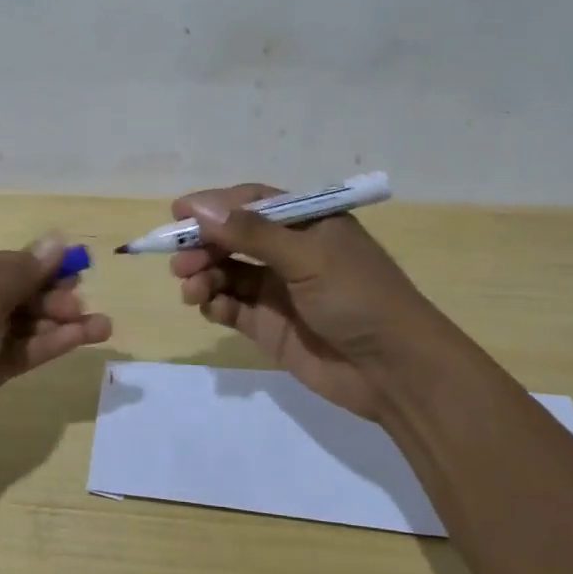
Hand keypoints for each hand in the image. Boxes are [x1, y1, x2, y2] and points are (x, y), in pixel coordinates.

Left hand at [0, 235, 111, 467]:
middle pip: (14, 293)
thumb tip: (57, 240)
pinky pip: (20, 351)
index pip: (2, 264)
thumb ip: (22, 275)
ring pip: (22, 325)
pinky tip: (80, 339)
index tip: (79, 266)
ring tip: (102, 326)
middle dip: (51, 297)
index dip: (40, 265)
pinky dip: (48, 345)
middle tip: (81, 302)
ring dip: (58, 324)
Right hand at [169, 184, 423, 421]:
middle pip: (233, 238)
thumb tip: (200, 208)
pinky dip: (214, 304)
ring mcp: (278, 290)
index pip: (251, 202)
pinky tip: (209, 307)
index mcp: (307, 224)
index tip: (178, 213)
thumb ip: (251, 234)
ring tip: (190, 288)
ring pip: (227, 273)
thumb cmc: (358, 297)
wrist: (395, 370)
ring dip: (203, 275)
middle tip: (178, 260)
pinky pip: (232, 307)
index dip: (214, 205)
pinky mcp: (269, 326)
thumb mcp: (308, 257)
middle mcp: (290, 252)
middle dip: (203, 245)